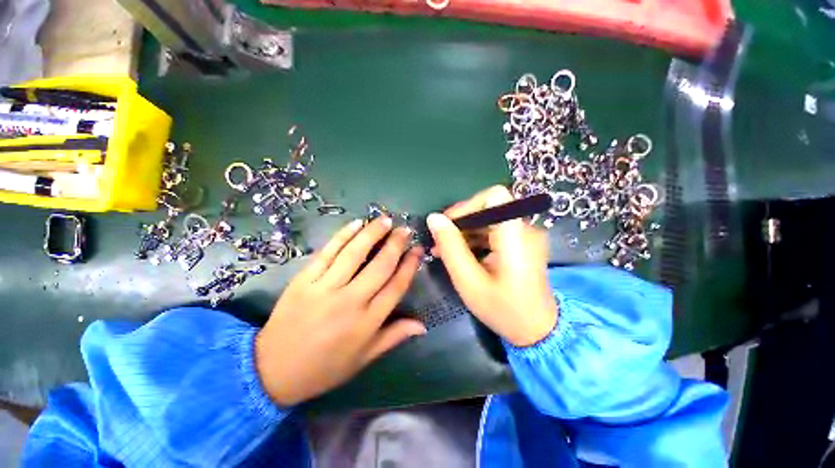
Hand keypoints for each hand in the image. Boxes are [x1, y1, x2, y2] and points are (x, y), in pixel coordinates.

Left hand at [255, 218, 425, 405]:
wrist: (272, 371)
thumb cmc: (324, 368)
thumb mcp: (364, 358)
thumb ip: (394, 337)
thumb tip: (423, 325)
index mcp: (367, 322)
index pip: (396, 286)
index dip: (410, 265)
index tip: (418, 250)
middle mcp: (350, 301)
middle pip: (380, 266)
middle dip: (396, 244)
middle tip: (405, 229)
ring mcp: (325, 288)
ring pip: (354, 254)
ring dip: (372, 233)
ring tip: (385, 220)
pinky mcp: (304, 280)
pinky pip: (327, 253)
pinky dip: (343, 235)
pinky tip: (356, 223)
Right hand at [427, 186, 557, 346]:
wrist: (538, 331)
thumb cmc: (503, 310)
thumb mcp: (469, 281)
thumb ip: (451, 247)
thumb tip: (433, 218)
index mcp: (516, 235)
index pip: (494, 196)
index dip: (468, 205)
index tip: (449, 224)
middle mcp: (524, 229)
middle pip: (488, 207)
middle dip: (460, 221)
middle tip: (439, 241)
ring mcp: (524, 235)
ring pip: (487, 219)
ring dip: (464, 231)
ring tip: (443, 249)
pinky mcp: (520, 243)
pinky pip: (493, 231)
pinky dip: (474, 238)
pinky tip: (459, 253)